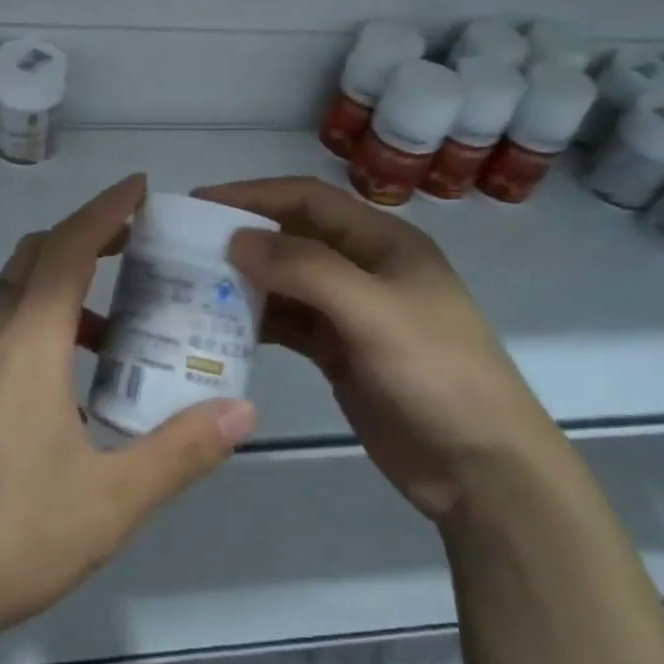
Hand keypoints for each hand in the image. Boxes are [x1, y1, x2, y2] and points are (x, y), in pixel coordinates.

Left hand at [0, 174, 258, 658]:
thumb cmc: (6, 535)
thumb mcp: (110, 501)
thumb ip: (180, 452)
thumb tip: (242, 411)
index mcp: (27, 342)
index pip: (69, 248)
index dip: (106, 210)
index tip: (140, 187)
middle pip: (34, 257)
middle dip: (85, 237)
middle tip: (136, 244)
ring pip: (13, 297)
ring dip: (61, 287)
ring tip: (115, 326)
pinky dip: (39, 326)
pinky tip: (67, 387)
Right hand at [195, 176, 566, 518]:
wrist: (481, 468)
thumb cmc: (437, 374)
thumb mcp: (373, 311)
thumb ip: (305, 269)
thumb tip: (237, 239)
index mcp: (382, 241)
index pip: (307, 199)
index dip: (253, 195)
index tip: (199, 205)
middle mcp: (363, 268)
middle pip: (292, 238)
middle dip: (242, 239)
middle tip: (183, 249)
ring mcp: (350, 313)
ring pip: (285, 283)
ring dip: (243, 283)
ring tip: (190, 288)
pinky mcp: (338, 353)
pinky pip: (288, 324)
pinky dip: (256, 322)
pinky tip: (219, 329)